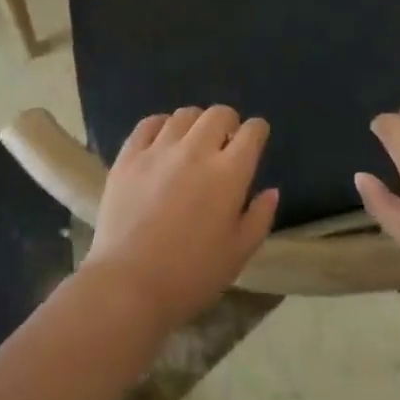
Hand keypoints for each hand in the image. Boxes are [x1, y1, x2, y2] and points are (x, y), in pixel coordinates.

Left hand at [83, 106, 278, 332]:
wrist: (129, 286)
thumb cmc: (192, 276)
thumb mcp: (239, 254)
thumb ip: (260, 218)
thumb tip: (271, 190)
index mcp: (229, 173)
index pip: (252, 132)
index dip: (257, 131)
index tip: (255, 140)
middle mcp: (196, 150)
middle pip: (219, 113)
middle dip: (228, 122)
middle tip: (225, 142)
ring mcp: (159, 150)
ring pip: (184, 114)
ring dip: (196, 123)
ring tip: (193, 142)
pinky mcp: (129, 156)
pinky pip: (148, 123)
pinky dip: (161, 125)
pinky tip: (162, 141)